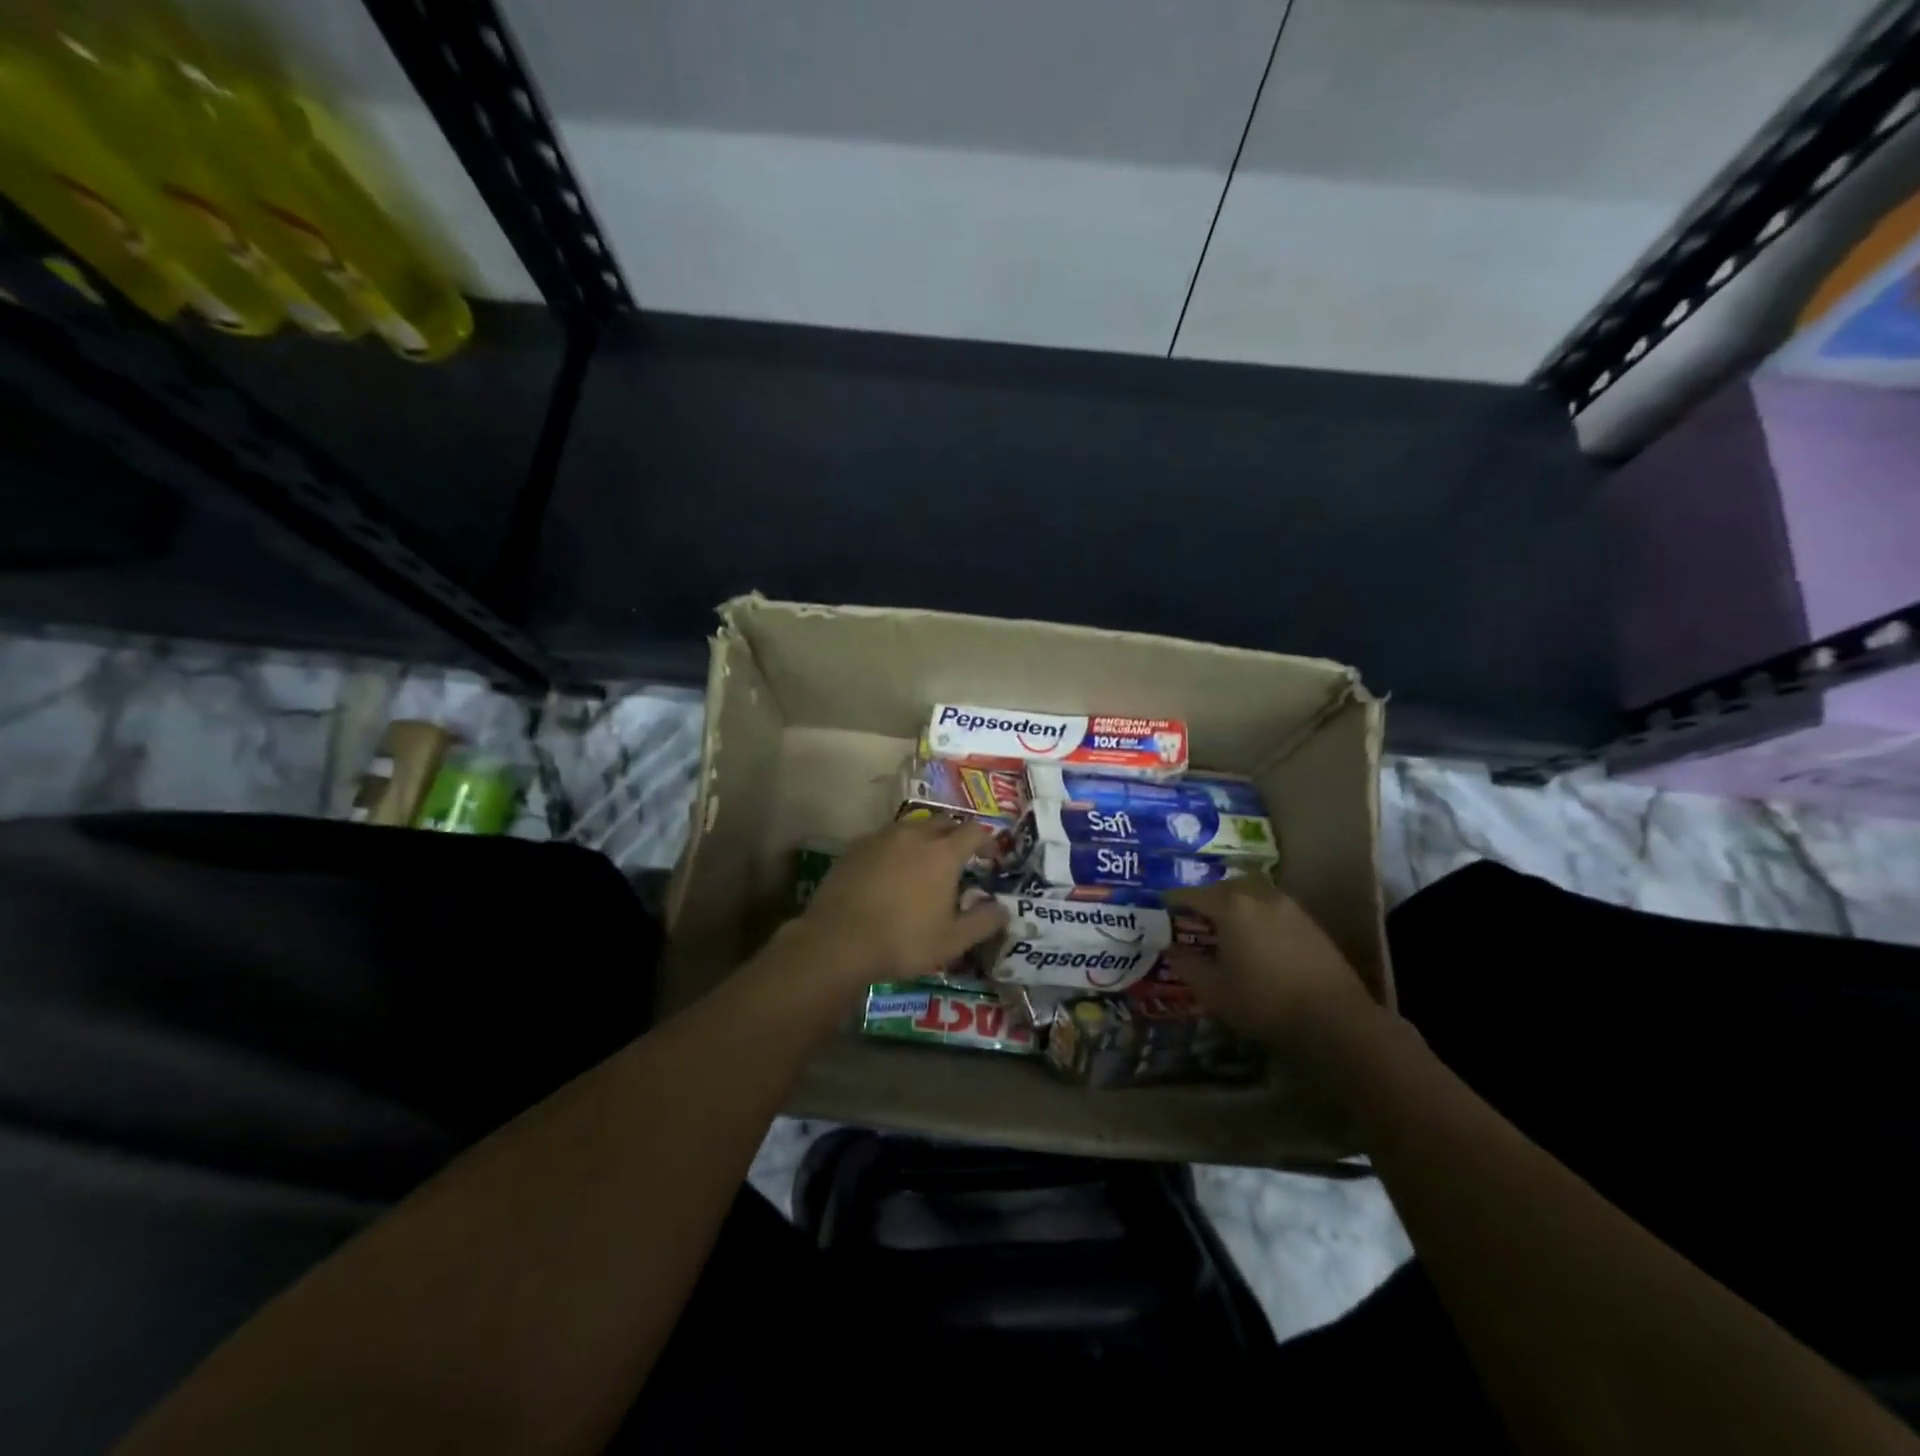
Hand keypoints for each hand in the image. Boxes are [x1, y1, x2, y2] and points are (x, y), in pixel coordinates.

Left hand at [796, 818, 1008, 987]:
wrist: (838, 941)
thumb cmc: (903, 941)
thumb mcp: (952, 941)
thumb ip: (983, 922)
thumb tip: (1004, 910)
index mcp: (943, 853)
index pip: (974, 831)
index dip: (986, 841)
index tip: (990, 856)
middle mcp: (914, 835)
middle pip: (943, 822)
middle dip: (955, 835)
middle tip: (959, 857)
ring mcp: (882, 837)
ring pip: (912, 827)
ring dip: (925, 838)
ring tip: (924, 862)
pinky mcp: (856, 847)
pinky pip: (885, 838)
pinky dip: (896, 848)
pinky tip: (890, 870)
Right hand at [1162, 880, 1375, 1045]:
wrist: (1334, 1019)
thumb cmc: (1264, 1002)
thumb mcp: (1214, 991)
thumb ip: (1188, 966)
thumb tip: (1171, 949)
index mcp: (1231, 907)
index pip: (1194, 895)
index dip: (1175, 899)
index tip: (1163, 904)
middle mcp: (1259, 897)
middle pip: (1226, 886)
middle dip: (1207, 896)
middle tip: (1195, 912)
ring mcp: (1289, 907)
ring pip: (1253, 892)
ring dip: (1236, 901)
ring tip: (1226, 921)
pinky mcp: (1310, 923)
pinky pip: (1274, 906)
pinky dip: (1258, 912)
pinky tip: (1257, 935)